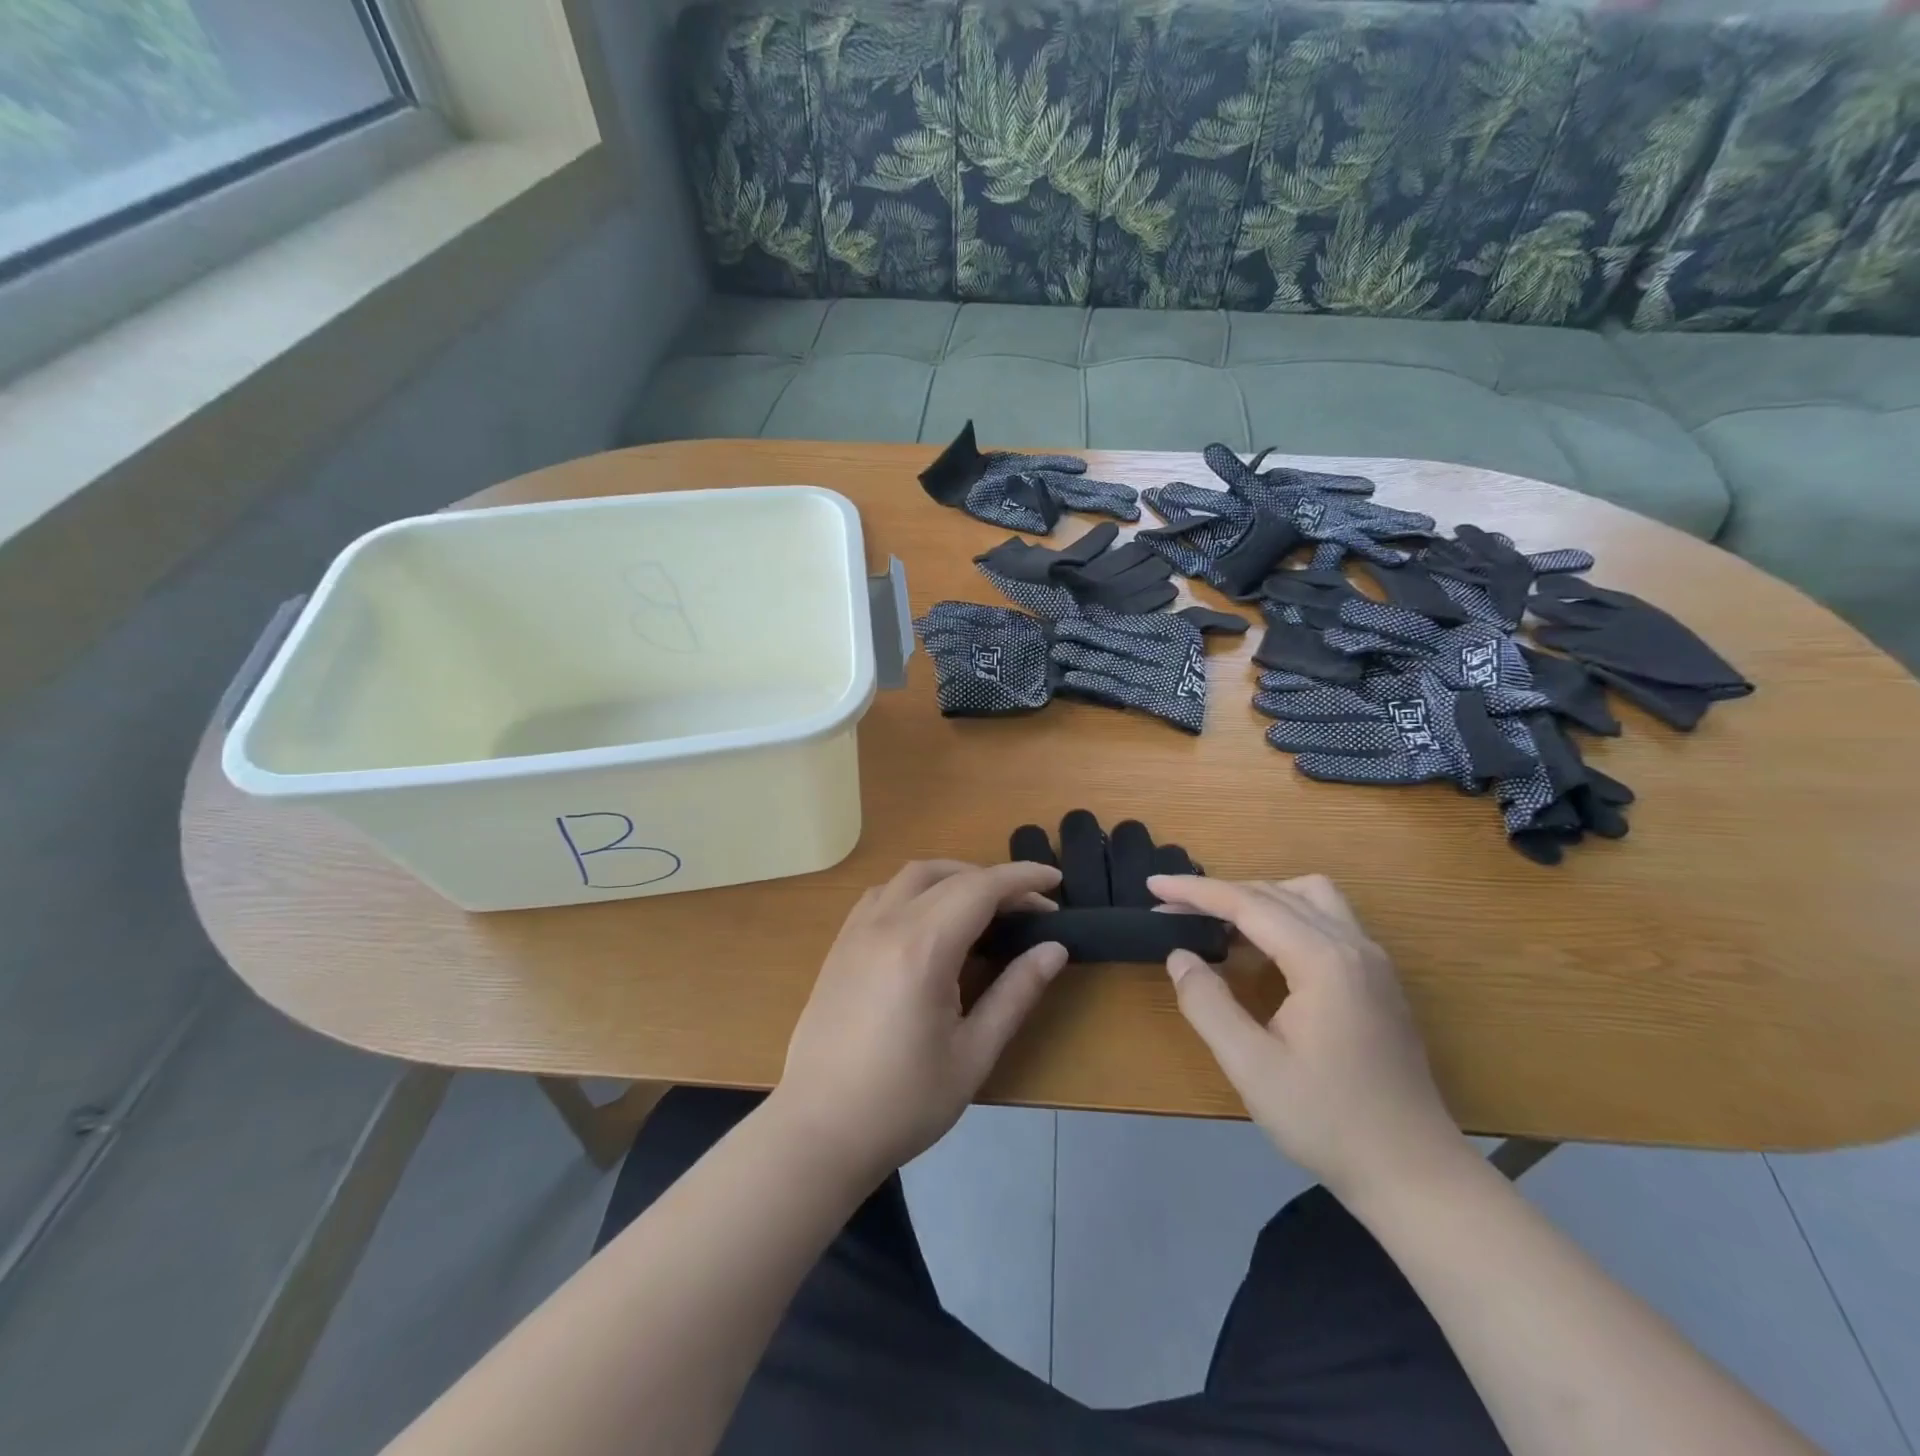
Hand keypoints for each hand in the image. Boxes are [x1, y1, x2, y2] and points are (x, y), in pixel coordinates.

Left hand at [773, 860, 1067, 1183]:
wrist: (818, 1132)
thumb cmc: (903, 1102)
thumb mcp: (973, 1053)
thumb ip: (1016, 993)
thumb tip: (1054, 949)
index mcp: (923, 947)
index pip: (981, 888)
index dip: (1022, 877)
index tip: (1055, 880)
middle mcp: (886, 924)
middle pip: (947, 875)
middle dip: (993, 878)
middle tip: (1028, 906)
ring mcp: (856, 931)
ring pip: (910, 876)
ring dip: (952, 876)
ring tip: (983, 905)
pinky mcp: (839, 945)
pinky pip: (883, 893)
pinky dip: (917, 889)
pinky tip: (930, 920)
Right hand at [1148, 874, 1467, 1203]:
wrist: (1416, 1174)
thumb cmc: (1328, 1122)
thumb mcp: (1252, 1067)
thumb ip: (1207, 1004)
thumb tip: (1179, 955)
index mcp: (1323, 960)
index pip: (1248, 904)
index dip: (1195, 891)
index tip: (1152, 884)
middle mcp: (1353, 945)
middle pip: (1276, 893)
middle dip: (1219, 893)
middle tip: (1171, 909)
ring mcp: (1373, 960)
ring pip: (1308, 897)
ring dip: (1259, 898)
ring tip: (1219, 924)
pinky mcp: (1379, 979)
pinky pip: (1326, 919)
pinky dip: (1285, 916)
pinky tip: (1263, 950)